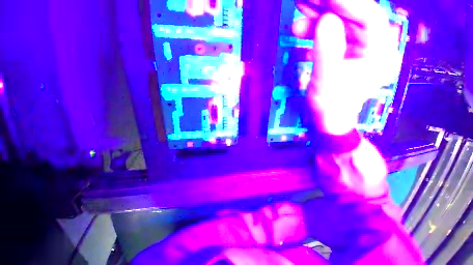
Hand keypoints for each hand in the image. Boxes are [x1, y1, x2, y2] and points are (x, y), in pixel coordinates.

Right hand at [294, 0, 401, 134]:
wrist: (327, 119)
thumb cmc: (330, 105)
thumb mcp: (327, 81)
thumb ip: (327, 52)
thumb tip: (325, 21)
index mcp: (378, 52)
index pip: (369, 16)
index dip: (347, 2)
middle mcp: (372, 46)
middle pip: (353, 16)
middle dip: (328, 6)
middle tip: (306, 0)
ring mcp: (356, 49)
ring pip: (340, 23)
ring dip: (318, 15)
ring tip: (299, 10)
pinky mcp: (343, 53)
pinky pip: (331, 35)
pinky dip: (315, 30)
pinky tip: (301, 28)